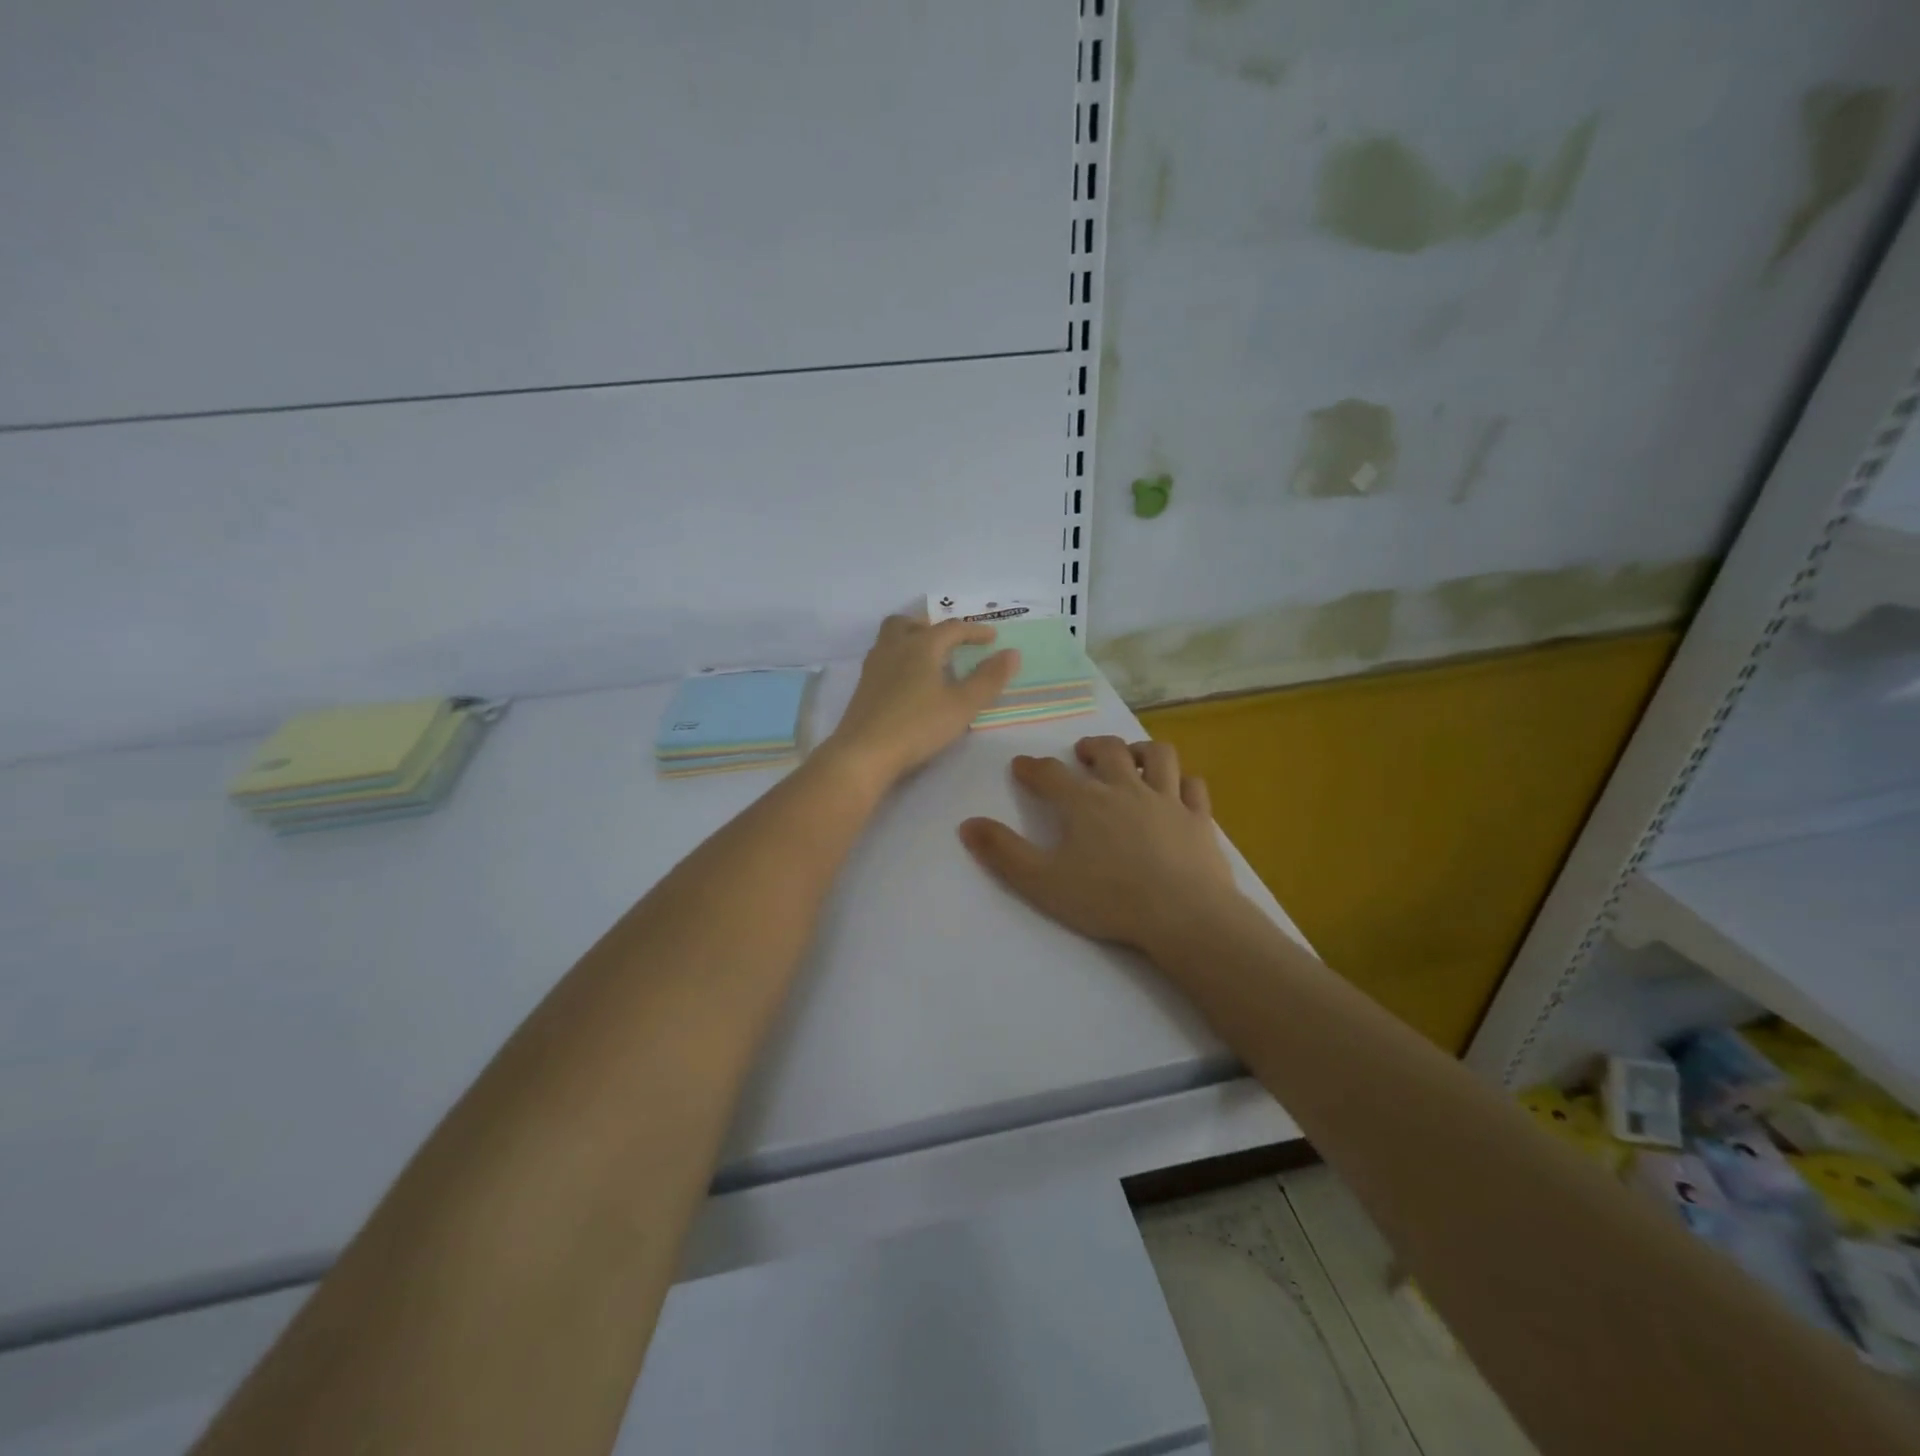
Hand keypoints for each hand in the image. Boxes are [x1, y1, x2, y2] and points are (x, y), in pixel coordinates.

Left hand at [824, 615, 1018, 789]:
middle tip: (949, 642)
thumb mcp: (962, 705)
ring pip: (890, 639)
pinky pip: (883, 660)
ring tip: (929, 660)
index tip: (992, 638)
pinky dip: (899, 660)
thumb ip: (988, 678)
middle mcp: (894, 648)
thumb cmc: (918, 726)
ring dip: (911, 640)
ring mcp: (874, 667)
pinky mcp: (862, 688)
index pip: (951, 629)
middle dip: (931, 627)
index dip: (975, 631)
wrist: (863, 753)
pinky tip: (908, 684)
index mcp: (921, 646)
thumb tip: (1011, 653)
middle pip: (909, 623)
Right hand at [958, 736, 1244, 957]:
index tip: (1021, 765)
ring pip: (1158, 756)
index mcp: (1085, 803)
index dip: (1032, 767)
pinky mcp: (1199, 819)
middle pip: (1108, 751)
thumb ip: (1003, 852)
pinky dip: (1183, 783)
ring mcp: (1167, 800)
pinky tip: (1177, 790)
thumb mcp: (1042, 881)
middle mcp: (1126, 789)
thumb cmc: (1108, 899)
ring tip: (1132, 758)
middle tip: (1082, 753)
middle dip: (1091, 746)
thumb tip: (966, 824)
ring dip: (1141, 750)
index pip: (1050, 773)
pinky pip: (1193, 787)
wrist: (1183, 915)